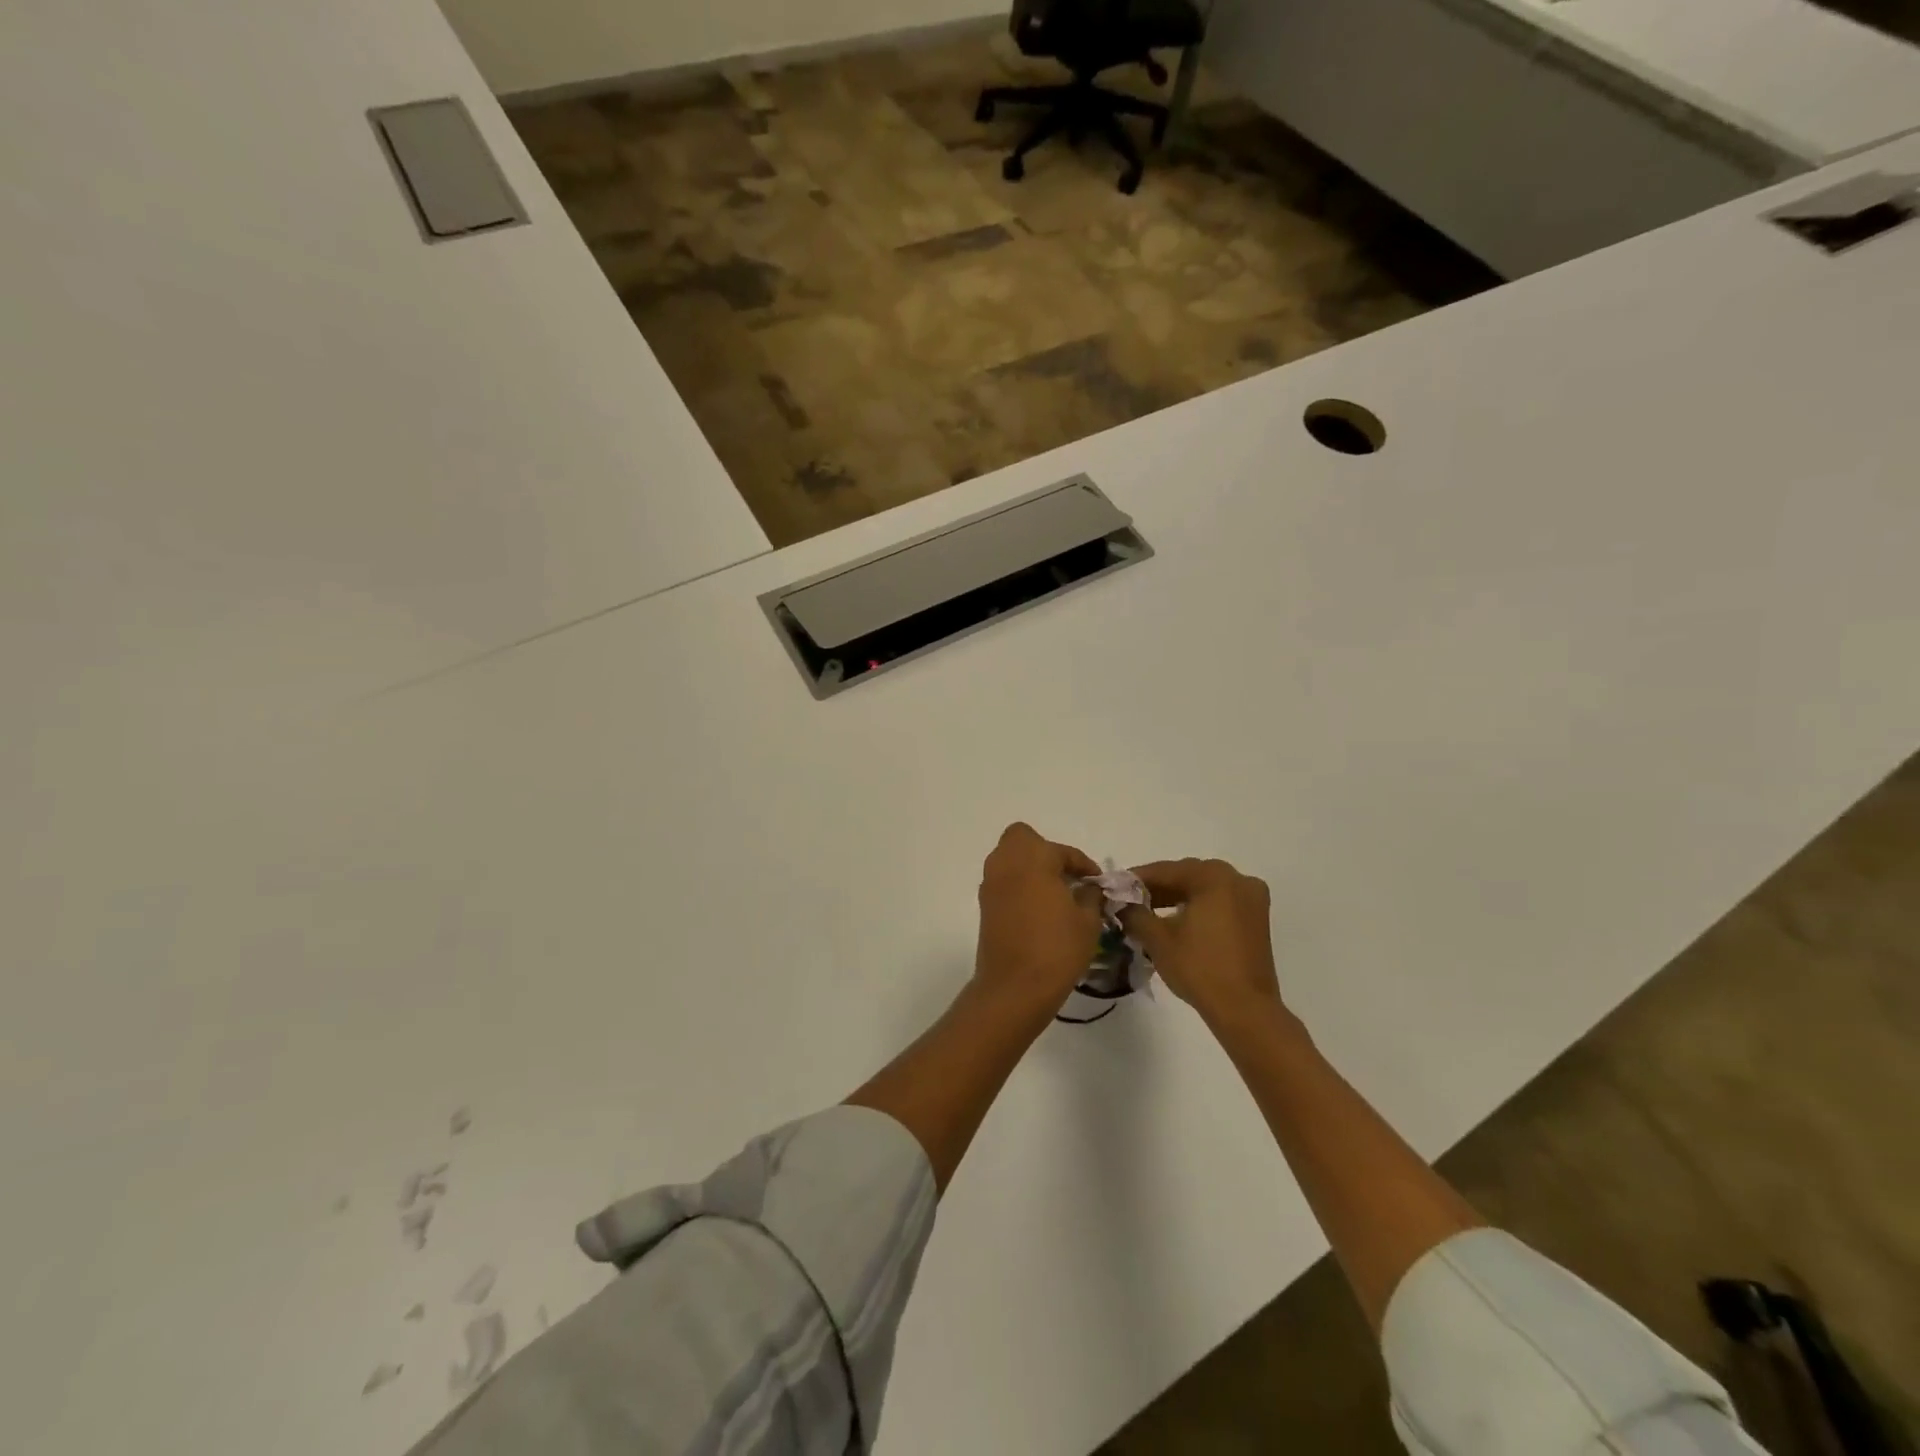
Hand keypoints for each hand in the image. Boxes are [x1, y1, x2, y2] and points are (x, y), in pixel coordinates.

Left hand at [973, 823, 1101, 1013]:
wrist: (1015, 987)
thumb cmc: (1057, 948)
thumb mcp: (1088, 920)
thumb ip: (1091, 895)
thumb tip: (1089, 887)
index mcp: (1033, 857)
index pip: (1062, 851)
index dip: (1083, 864)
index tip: (1096, 881)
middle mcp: (1006, 863)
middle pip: (1023, 840)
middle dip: (1045, 853)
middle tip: (1067, 877)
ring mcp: (991, 884)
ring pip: (1009, 860)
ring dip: (1031, 869)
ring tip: (1057, 896)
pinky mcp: (984, 906)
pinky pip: (1004, 883)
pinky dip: (1020, 887)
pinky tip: (1040, 911)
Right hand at [1119, 858, 1284, 1027]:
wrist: (1245, 1010)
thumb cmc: (1199, 968)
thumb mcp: (1157, 938)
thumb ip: (1133, 913)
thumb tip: (1120, 903)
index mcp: (1213, 876)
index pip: (1165, 870)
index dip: (1135, 879)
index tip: (1114, 887)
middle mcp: (1237, 878)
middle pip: (1187, 876)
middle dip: (1157, 888)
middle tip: (1129, 901)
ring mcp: (1251, 898)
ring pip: (1204, 889)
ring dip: (1176, 898)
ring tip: (1148, 913)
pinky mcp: (1257, 919)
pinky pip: (1219, 903)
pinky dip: (1197, 908)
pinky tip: (1176, 922)